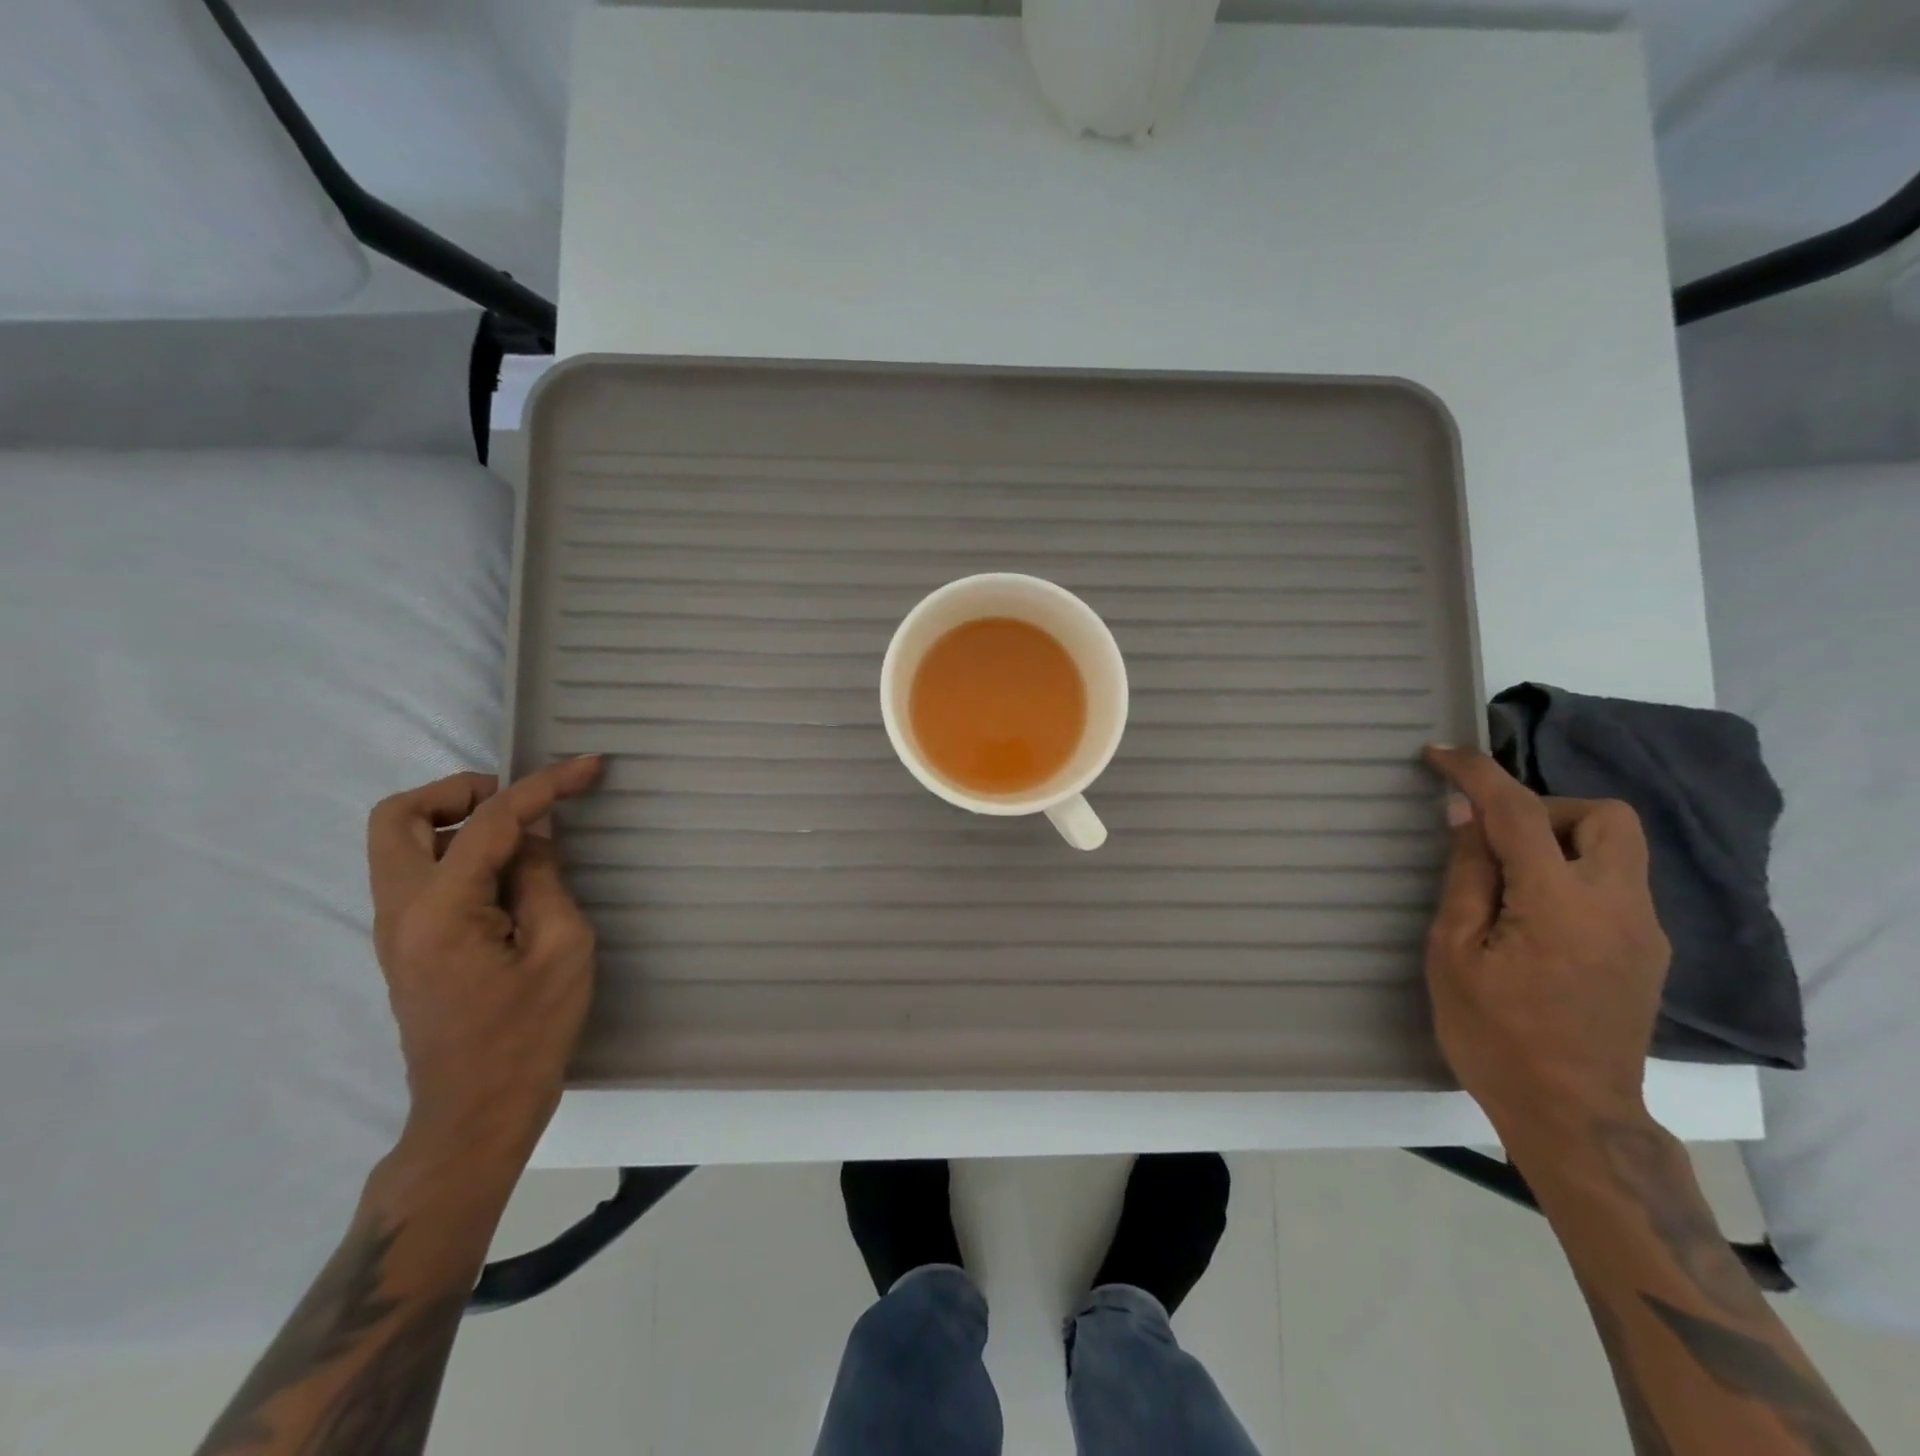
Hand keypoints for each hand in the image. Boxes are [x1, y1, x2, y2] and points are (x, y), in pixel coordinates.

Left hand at [366, 756, 605, 1169]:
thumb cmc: (529, 1033)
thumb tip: (534, 836)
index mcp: (439, 910)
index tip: (588, 766)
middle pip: (397, 816)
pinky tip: (508, 874)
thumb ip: (543, 878)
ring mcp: (395, 929)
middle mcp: (399, 911)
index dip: (543, 786)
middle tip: (519, 803)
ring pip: (399, 842)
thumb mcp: (562, 947)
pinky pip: (419, 872)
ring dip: (455, 820)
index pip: (487, 822)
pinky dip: (457, 852)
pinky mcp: (407, 944)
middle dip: (460, 791)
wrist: (476, 1111)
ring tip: (520, 836)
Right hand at [1422, 745, 1671, 1144]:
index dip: (1477, 773)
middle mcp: (1620, 906)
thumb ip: (1467, 876)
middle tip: (1494, 840)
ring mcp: (1644, 930)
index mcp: (1561, 905)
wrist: (1572, 1115)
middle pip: (1606, 815)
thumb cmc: (1494, 1035)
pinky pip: (1614, 882)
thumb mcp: (1453, 952)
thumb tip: (1464, 815)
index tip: (1439, 754)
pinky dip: (1572, 872)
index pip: (1521, 811)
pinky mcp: (1648, 951)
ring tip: (1506, 880)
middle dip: (1544, 808)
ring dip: (1559, 840)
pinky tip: (1532, 915)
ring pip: (1617, 847)